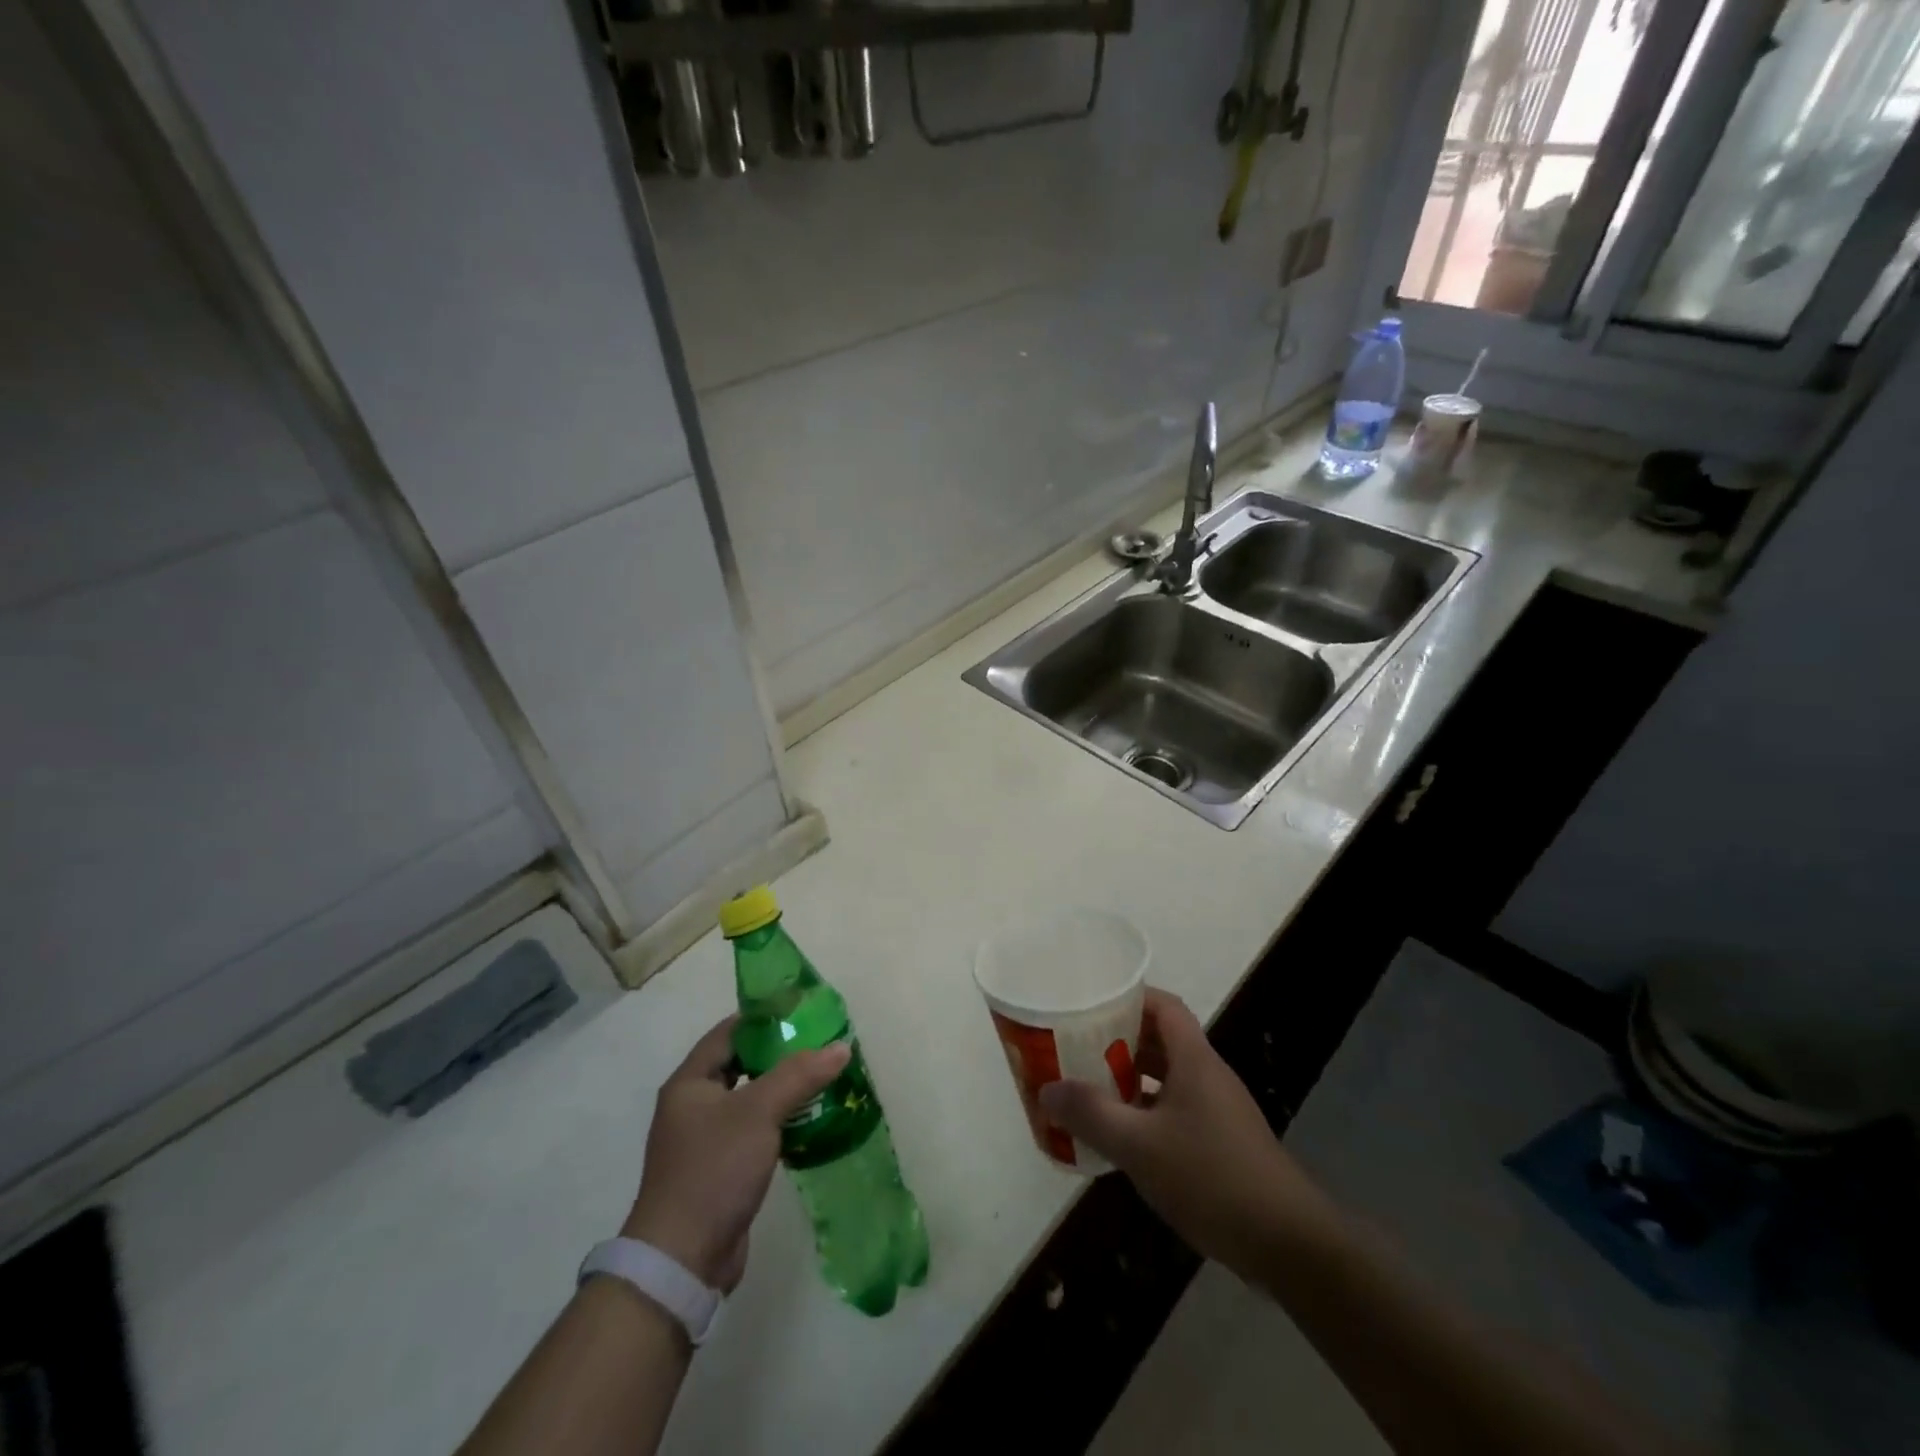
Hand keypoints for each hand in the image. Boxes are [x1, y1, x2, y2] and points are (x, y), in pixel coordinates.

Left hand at [622, 1016, 848, 1292]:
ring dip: (783, 1088)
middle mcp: (694, 1105)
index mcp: (690, 1082)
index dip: (764, 1018)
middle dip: (780, 1053)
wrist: (683, 1259)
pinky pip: (754, 1130)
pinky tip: (810, 1119)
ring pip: (751, 1098)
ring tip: (823, 1077)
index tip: (803, 1012)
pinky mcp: (721, 1168)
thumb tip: (840, 1047)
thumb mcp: (759, 1112)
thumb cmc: (714, 1169)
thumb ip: (799, 1075)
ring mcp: (706, 1139)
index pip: (730, 1032)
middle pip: (741, 1064)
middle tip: (820, 1044)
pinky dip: (780, 1120)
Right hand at [1038, 988, 1334, 1278]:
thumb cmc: (1212, 1178)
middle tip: (1076, 1046)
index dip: (1129, 997)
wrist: (1288, 1245)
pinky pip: (1174, 1111)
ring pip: (1166, 1078)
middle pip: (1160, 1040)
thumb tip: (1047, 1089)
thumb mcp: (1140, 1146)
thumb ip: (1091, 1114)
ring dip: (1129, 1079)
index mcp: (1194, 1059)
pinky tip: (1120, 1138)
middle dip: (1118, 1039)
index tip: (1090, 1004)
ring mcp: (1217, 1111)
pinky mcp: (1220, 1143)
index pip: (1163, 1006)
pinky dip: (1145, 1113)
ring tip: (1087, 1088)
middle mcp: (1207, 1075)